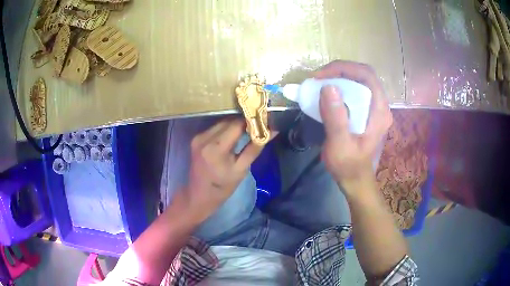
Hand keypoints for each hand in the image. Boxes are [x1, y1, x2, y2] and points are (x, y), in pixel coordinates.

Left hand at [182, 118, 263, 222]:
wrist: (199, 195)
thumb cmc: (223, 187)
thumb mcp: (241, 169)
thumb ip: (255, 148)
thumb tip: (272, 131)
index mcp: (216, 148)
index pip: (236, 124)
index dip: (251, 121)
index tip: (263, 122)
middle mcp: (204, 138)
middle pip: (228, 121)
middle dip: (243, 122)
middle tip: (257, 127)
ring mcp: (198, 137)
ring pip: (221, 123)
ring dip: (234, 125)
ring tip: (247, 131)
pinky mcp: (196, 138)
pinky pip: (215, 128)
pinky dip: (225, 129)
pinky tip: (233, 136)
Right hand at [315, 61, 392, 196]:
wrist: (355, 179)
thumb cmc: (349, 166)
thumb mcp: (340, 145)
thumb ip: (336, 118)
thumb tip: (328, 87)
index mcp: (379, 111)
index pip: (367, 75)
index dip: (344, 68)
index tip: (321, 76)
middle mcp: (380, 105)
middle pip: (363, 75)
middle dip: (340, 70)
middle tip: (319, 78)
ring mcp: (374, 108)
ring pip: (359, 80)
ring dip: (339, 77)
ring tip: (320, 83)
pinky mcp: (367, 111)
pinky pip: (355, 90)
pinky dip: (340, 86)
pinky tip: (328, 93)